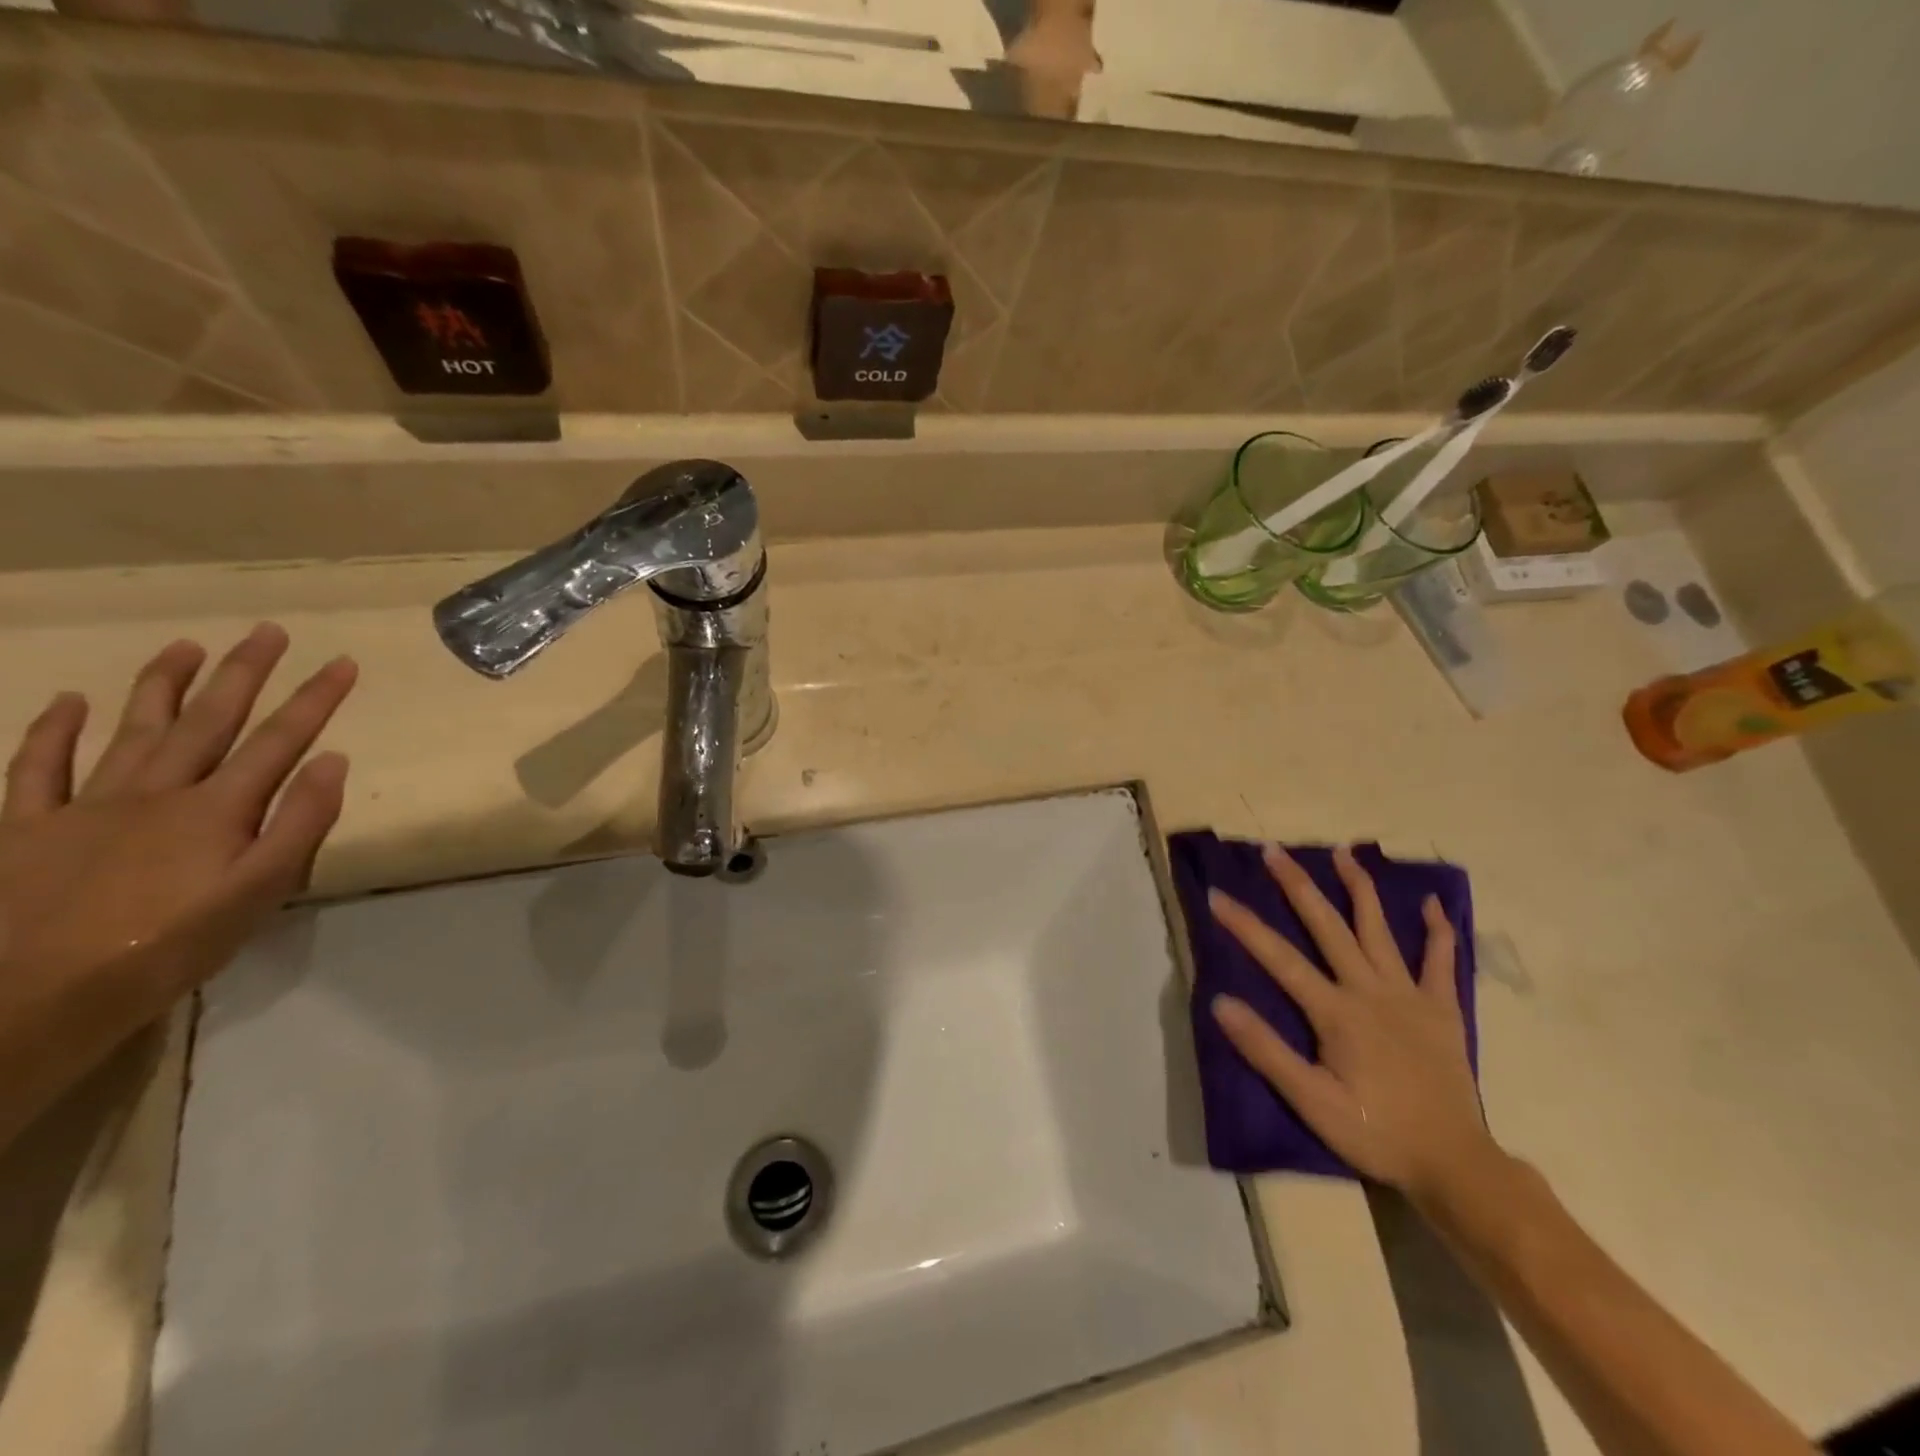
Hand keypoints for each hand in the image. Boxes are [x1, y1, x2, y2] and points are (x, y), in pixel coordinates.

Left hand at [0, 625, 356, 1145]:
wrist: (32, 996)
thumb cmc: (170, 947)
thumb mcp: (259, 893)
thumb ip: (300, 825)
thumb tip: (333, 762)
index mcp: (216, 810)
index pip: (279, 741)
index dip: (314, 699)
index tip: (342, 661)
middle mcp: (157, 792)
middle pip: (209, 721)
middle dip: (243, 673)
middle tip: (267, 631)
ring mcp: (86, 805)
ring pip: (133, 730)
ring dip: (163, 686)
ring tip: (186, 646)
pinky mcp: (27, 827)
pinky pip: (37, 769)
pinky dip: (51, 732)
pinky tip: (67, 702)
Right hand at [1207, 844, 1496, 1203]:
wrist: (1454, 1164)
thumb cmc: (1376, 1133)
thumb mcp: (1311, 1101)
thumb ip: (1266, 1050)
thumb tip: (1220, 1003)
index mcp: (1336, 1012)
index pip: (1280, 958)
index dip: (1244, 925)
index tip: (1216, 895)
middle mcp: (1370, 991)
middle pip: (1328, 927)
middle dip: (1298, 886)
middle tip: (1274, 850)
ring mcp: (1410, 996)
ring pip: (1379, 930)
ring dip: (1359, 888)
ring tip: (1343, 853)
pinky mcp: (1442, 1009)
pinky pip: (1440, 961)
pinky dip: (1437, 929)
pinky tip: (1429, 903)